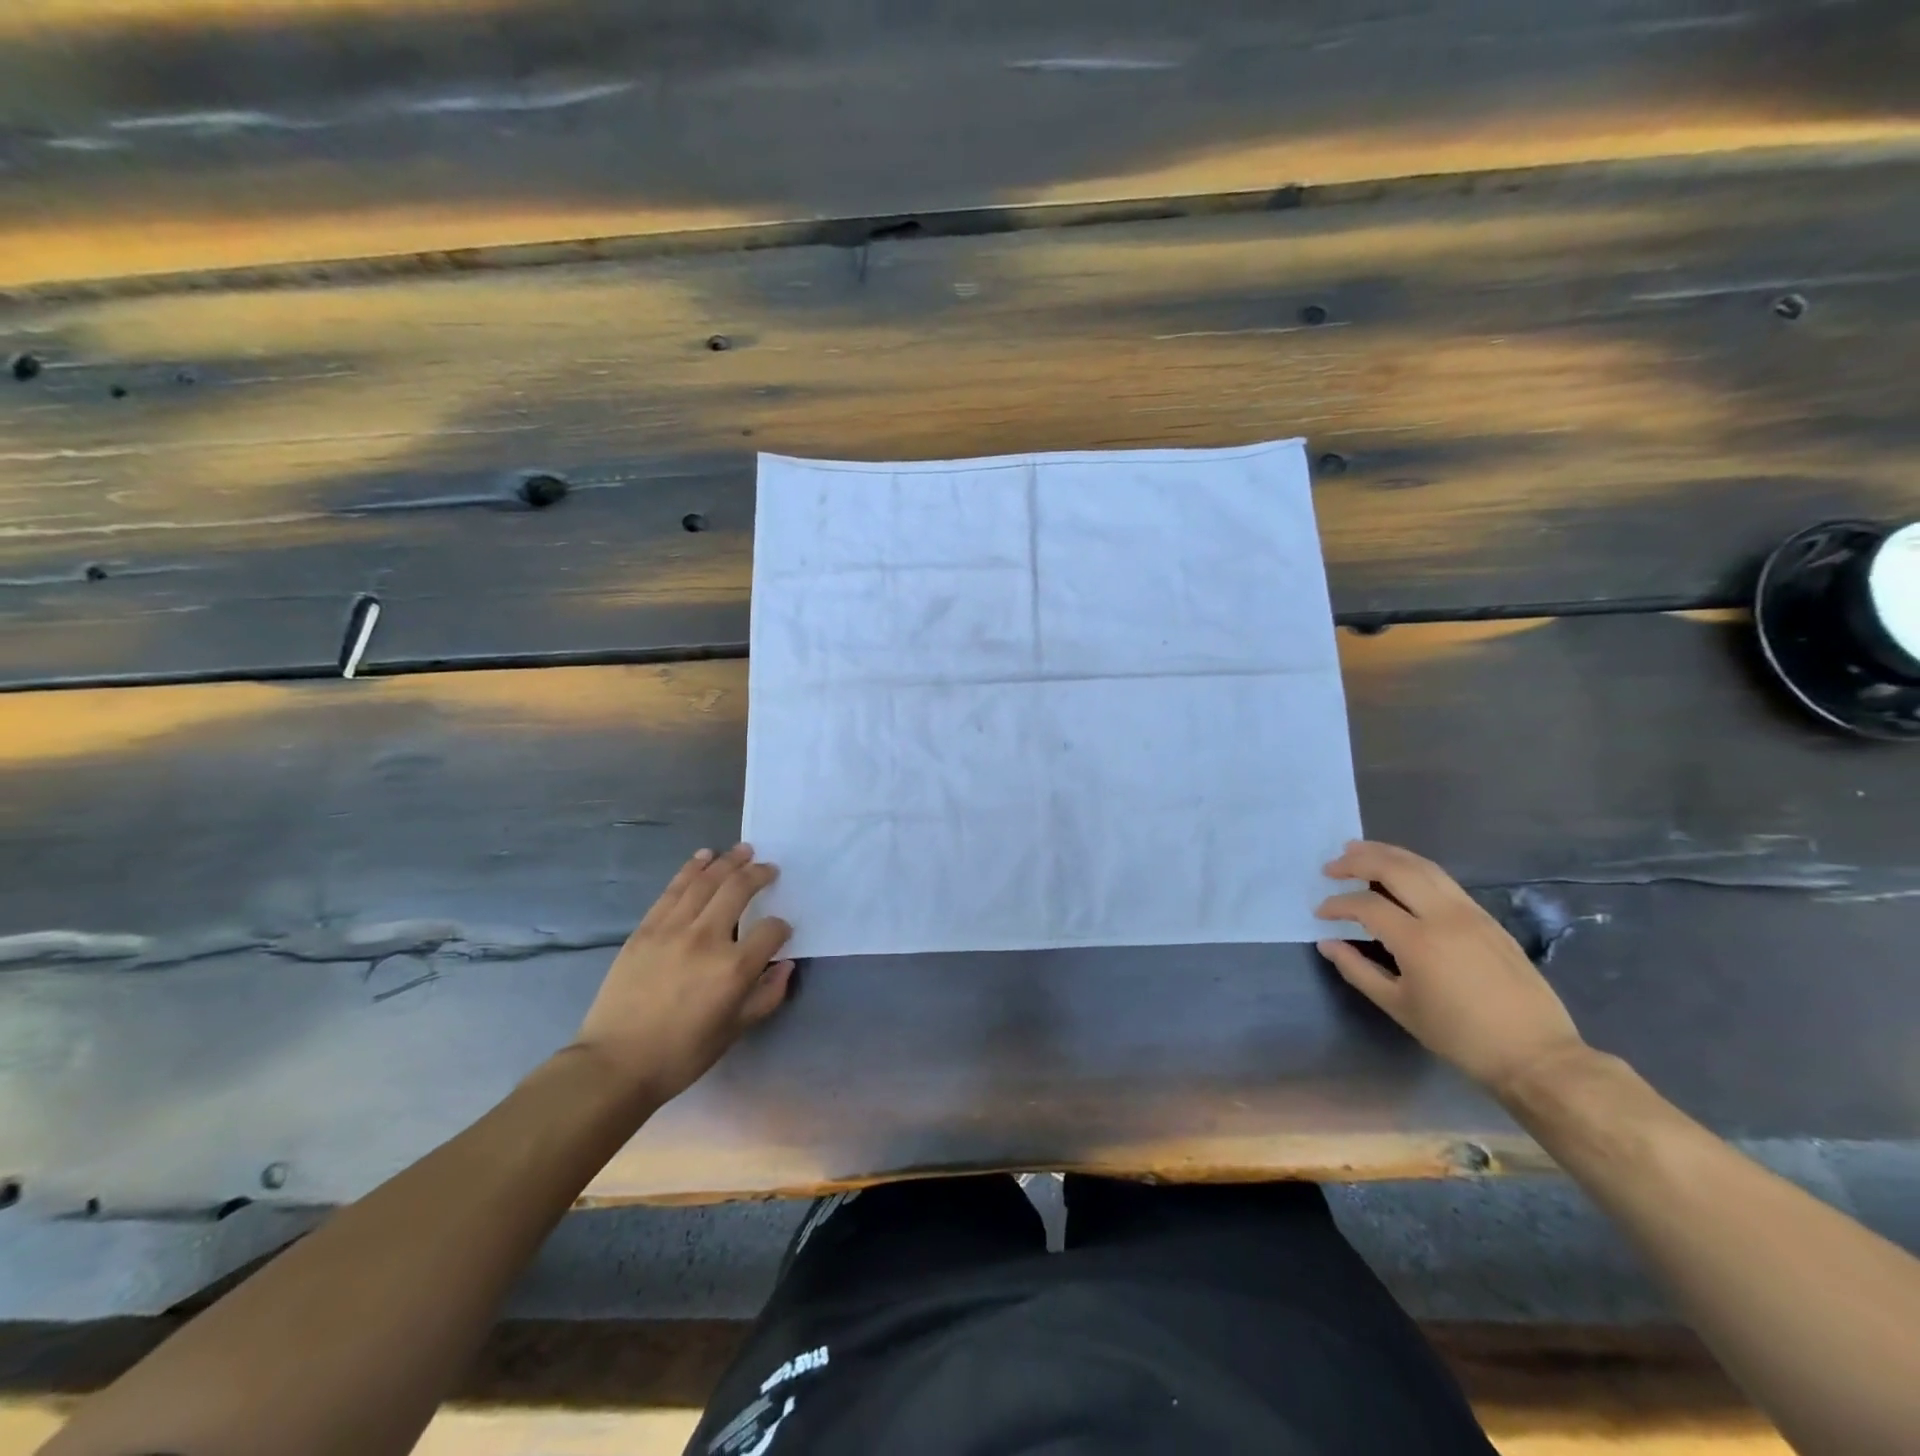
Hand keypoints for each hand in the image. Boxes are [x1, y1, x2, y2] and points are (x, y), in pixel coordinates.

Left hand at [573, 844, 794, 1104]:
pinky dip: (692, 868)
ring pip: (705, 881)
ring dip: (728, 861)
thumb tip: (785, 966)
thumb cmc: (681, 1054)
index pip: (771, 930)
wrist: (615, 1063)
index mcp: (734, 969)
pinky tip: (705, 857)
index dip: (781, 927)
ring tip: (743, 850)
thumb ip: (767, 996)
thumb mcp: (734, 1031)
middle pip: (739, 889)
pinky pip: (674, 889)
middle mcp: (706, 939)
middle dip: (759, 874)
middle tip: (769, 868)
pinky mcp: (646, 928)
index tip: (781, 931)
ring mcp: (673, 929)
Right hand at [1314, 840, 1586, 1098]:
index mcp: (1419, 941)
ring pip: (1423, 867)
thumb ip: (1358, 970)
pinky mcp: (1488, 919)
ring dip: (1387, 854)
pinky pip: (1444, 880)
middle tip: (1332, 867)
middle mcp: (1445, 916)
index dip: (1337, 905)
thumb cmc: (1460, 1036)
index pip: (1366, 905)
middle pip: (1395, 869)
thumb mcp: (1399, 1007)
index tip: (1320, 913)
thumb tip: (1328, 943)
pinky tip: (1400, 873)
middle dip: (1358, 861)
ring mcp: (1471, 913)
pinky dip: (1414, 867)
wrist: (1535, 1054)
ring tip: (1359, 851)